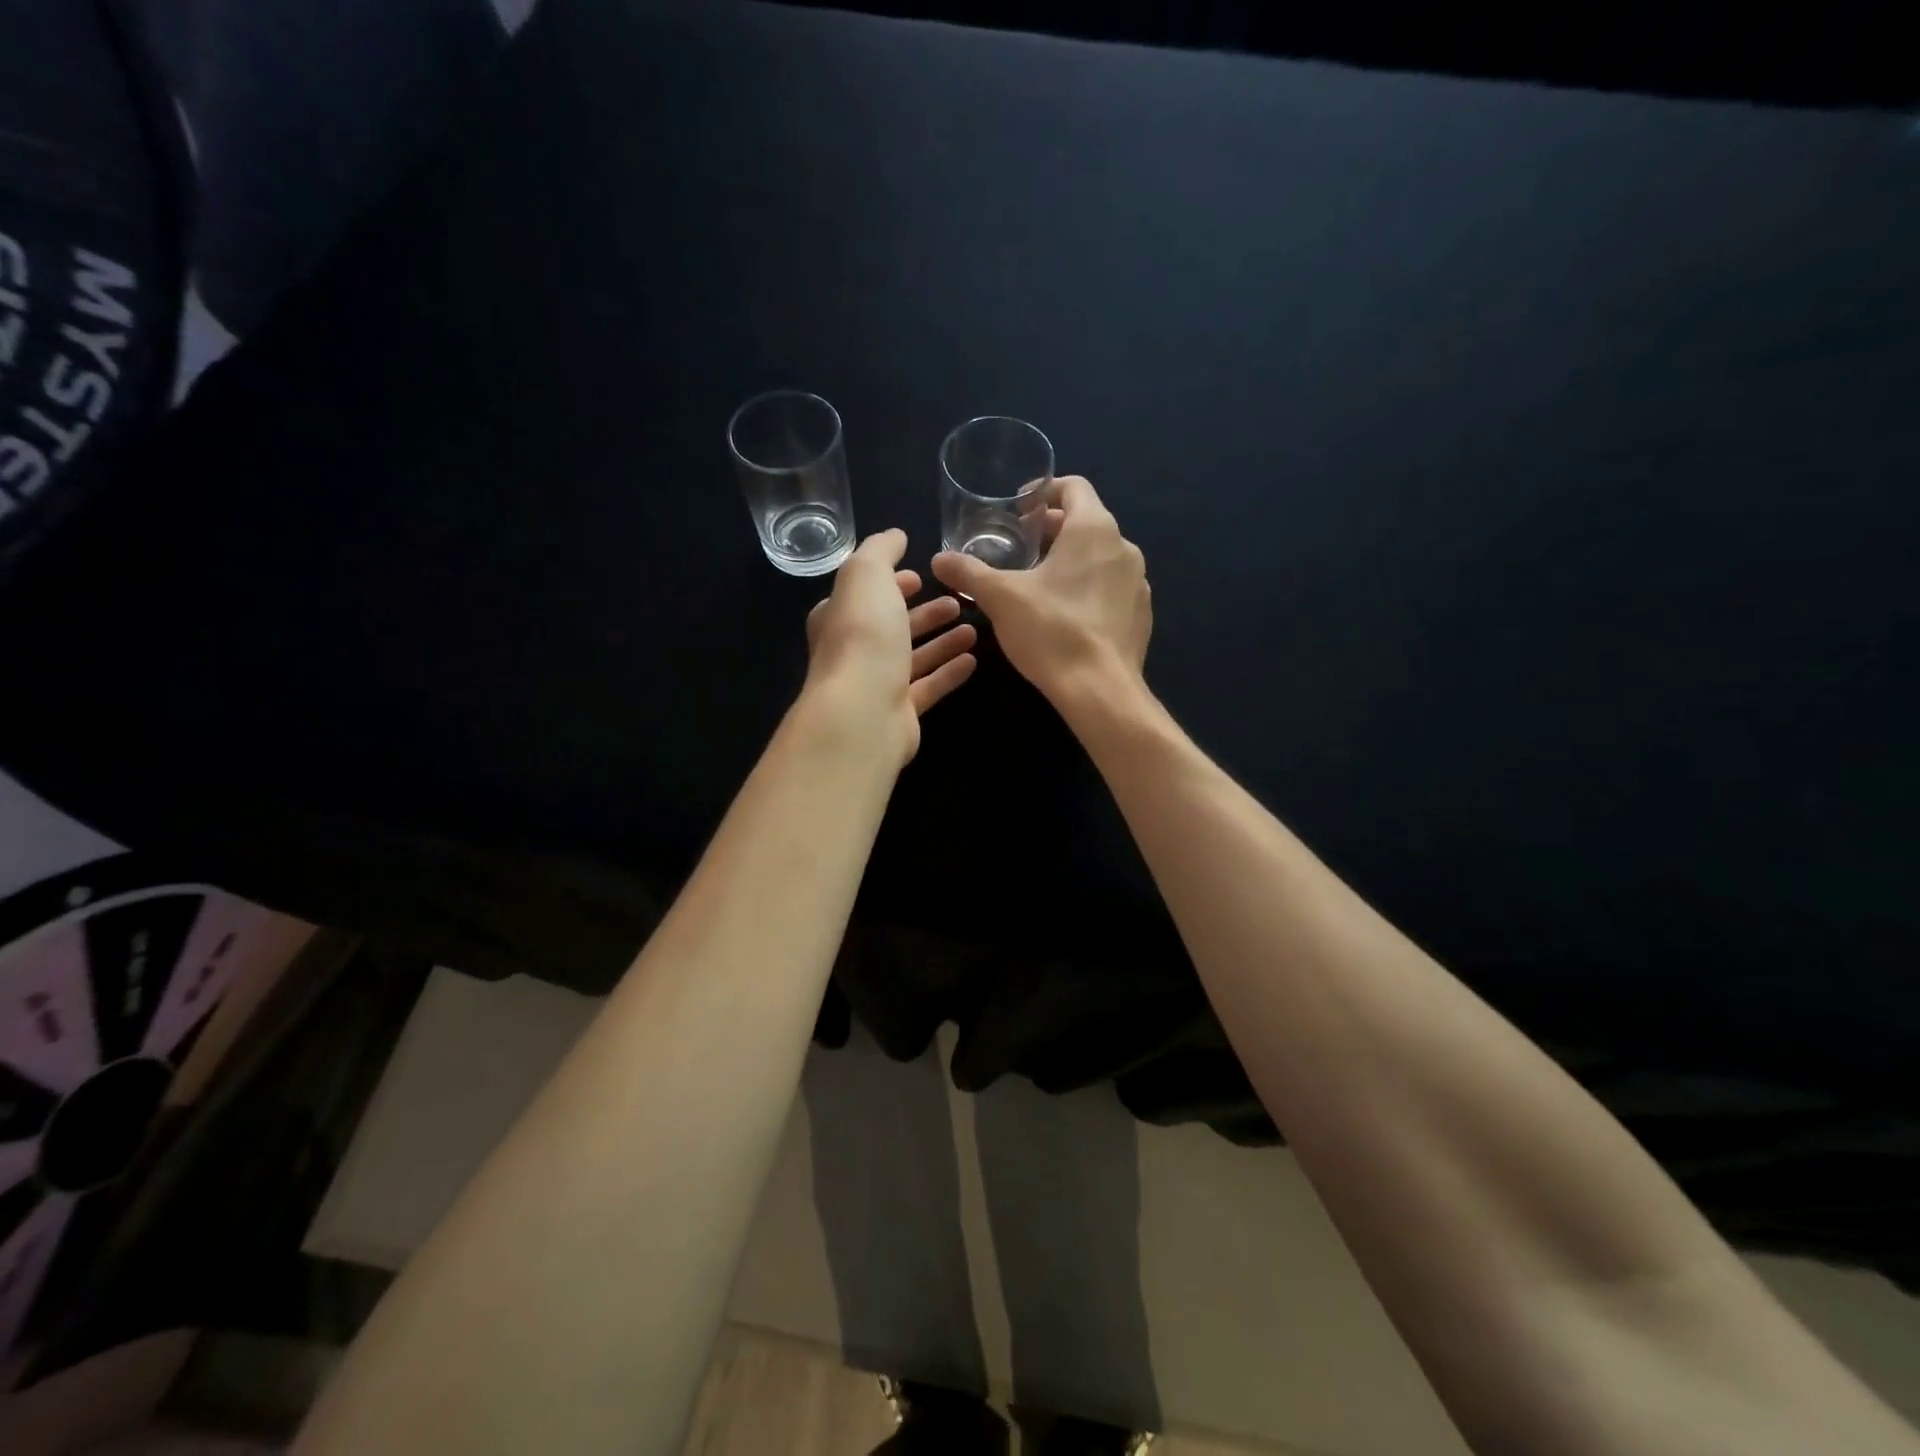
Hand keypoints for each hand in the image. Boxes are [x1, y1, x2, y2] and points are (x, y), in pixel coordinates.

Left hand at [804, 529, 977, 763]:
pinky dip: (948, 672)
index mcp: (839, 617)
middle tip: (956, 601)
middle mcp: (854, 651)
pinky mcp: (900, 712)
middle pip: (892, 627)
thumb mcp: (866, 576)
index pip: (865, 595)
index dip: (890, 583)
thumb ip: (880, 551)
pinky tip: (973, 661)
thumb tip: (895, 536)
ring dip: (941, 641)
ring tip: (974, 628)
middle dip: (923, 613)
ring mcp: (876, 684)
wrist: (862, 712)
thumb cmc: (863, 637)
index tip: (920, 575)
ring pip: (913, 657)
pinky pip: (928, 687)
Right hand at [931, 475, 1150, 710]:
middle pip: (1087, 522)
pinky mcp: (1141, 614)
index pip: (1074, 486)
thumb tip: (939, 560)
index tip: (1020, 511)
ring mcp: (1138, 582)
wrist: (1101, 690)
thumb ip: (968, 573)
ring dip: (1071, 560)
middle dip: (1053, 530)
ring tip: (1039, 583)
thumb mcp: (1000, 598)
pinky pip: (1112, 588)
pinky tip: (1066, 614)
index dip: (1045, 492)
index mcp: (1094, 529)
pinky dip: (1089, 589)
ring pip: (1101, 557)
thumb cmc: (1051, 631)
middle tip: (1020, 548)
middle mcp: (1123, 547)